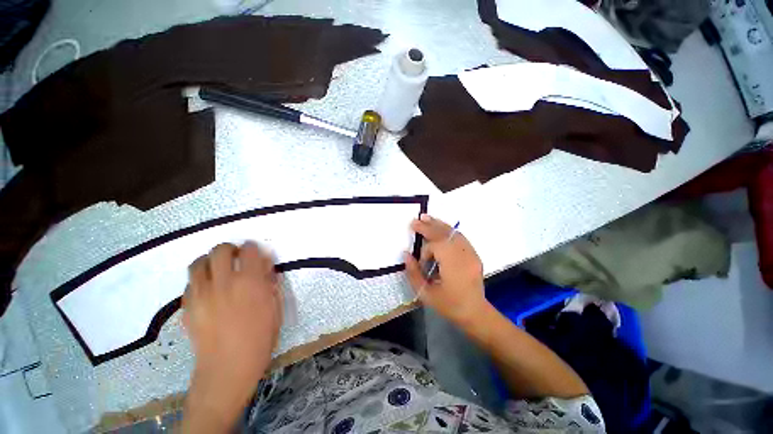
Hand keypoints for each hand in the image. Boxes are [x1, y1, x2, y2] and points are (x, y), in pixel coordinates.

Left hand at [182, 242, 282, 432]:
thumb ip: (270, 283)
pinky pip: (189, 283)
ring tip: (218, 271)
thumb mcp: (275, 308)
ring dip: (210, 261)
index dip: (253, 248)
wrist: (227, 368)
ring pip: (198, 263)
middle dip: (230, 250)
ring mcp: (201, 294)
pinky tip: (207, 291)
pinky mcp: (187, 306)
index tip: (255, 253)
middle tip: (236, 259)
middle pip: (220, 250)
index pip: (249, 250)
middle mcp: (224, 282)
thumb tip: (265, 266)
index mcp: (250, 282)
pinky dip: (199, 281)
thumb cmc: (259, 338)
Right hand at [405, 214, 487, 326]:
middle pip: (446, 235)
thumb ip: (413, 273)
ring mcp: (472, 254)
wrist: (475, 313)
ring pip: (454, 233)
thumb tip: (406, 254)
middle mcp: (465, 257)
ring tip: (426, 218)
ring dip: (439, 225)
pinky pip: (460, 237)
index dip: (426, 250)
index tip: (422, 262)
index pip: (438, 246)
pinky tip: (439, 228)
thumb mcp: (426, 294)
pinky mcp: (474, 254)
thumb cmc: (450, 306)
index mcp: (454, 267)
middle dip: (429, 227)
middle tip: (416, 221)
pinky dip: (448, 231)